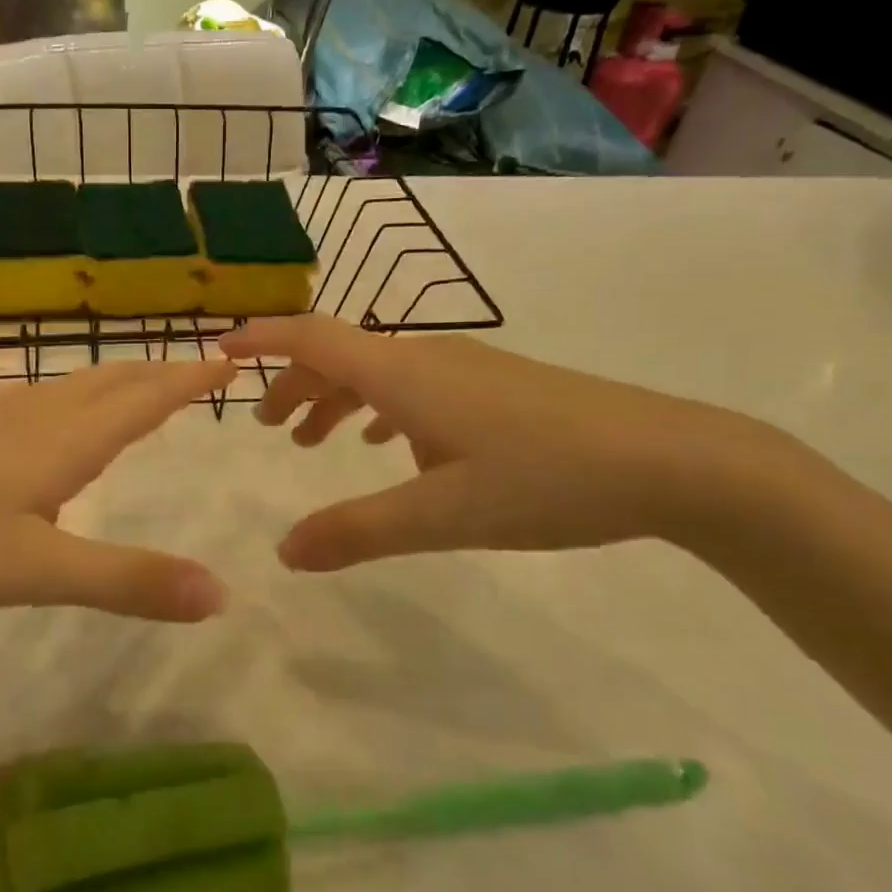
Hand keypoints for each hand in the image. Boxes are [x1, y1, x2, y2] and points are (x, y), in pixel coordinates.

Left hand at [0, 359, 236, 620]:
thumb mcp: (33, 571)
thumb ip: (125, 580)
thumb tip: (220, 594)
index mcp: (60, 442)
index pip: (142, 401)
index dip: (187, 381)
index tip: (227, 360)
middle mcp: (29, 417)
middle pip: (107, 383)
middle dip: (156, 374)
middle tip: (193, 368)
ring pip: (66, 387)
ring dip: (112, 381)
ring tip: (134, 385)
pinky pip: (30, 401)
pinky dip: (67, 398)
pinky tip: (45, 418)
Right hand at [221, 315, 768, 569]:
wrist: (671, 461)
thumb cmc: (546, 480)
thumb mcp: (441, 515)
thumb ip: (357, 532)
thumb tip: (283, 553)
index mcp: (404, 375)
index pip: (313, 338)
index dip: (262, 340)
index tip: (220, 352)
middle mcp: (429, 359)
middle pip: (340, 354)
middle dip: (294, 384)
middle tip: (265, 427)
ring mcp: (468, 369)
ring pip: (379, 371)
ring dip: (336, 397)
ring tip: (314, 440)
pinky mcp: (497, 388)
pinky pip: (416, 386)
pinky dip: (381, 407)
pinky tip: (392, 443)